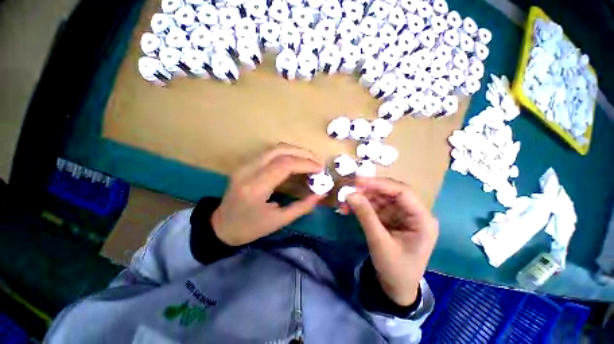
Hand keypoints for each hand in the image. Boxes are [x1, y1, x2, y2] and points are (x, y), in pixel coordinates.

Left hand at [211, 143, 324, 245]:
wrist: (221, 226)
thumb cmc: (250, 228)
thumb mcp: (279, 221)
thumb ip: (302, 207)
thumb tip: (321, 194)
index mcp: (255, 188)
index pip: (284, 165)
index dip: (306, 163)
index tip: (320, 168)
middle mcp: (248, 171)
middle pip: (280, 150)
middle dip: (303, 153)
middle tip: (318, 161)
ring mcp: (244, 165)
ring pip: (274, 148)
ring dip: (295, 151)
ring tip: (310, 159)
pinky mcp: (245, 164)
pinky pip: (269, 152)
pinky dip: (287, 153)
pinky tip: (296, 160)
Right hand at [347, 177, 438, 305]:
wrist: (396, 288)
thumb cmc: (395, 269)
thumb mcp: (380, 243)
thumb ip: (366, 216)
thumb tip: (350, 194)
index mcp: (422, 219)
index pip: (403, 192)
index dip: (380, 184)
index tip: (358, 181)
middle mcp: (414, 213)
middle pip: (391, 192)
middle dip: (368, 190)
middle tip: (349, 189)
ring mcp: (401, 215)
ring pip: (380, 198)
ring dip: (362, 198)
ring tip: (345, 201)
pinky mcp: (391, 218)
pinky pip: (375, 206)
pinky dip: (362, 206)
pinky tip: (348, 208)